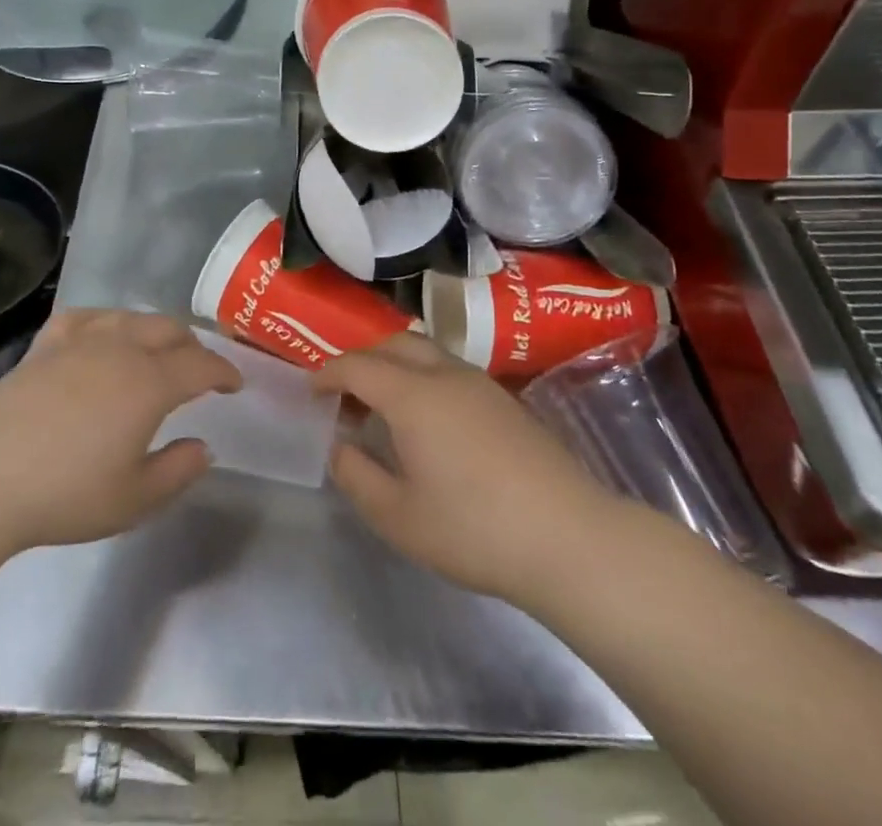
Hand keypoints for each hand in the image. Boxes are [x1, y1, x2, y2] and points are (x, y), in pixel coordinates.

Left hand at [0, 309, 241, 557]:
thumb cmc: (65, 494)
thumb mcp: (135, 499)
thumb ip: (179, 470)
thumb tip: (203, 446)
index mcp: (150, 382)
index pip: (201, 364)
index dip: (224, 371)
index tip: (235, 384)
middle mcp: (121, 348)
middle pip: (169, 331)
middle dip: (192, 346)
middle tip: (200, 369)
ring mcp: (80, 341)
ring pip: (131, 318)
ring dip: (155, 330)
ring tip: (157, 349)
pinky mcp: (45, 344)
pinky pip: (87, 317)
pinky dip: (107, 321)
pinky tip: (103, 333)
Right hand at [314, 334, 619, 612]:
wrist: (568, 538)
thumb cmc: (473, 528)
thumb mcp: (398, 517)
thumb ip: (357, 476)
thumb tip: (340, 447)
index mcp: (412, 395)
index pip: (358, 365)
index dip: (329, 374)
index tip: (312, 391)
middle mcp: (445, 374)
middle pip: (394, 343)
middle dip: (363, 360)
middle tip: (347, 396)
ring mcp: (481, 383)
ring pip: (427, 352)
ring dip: (396, 366)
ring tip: (386, 408)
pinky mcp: (506, 400)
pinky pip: (451, 370)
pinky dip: (425, 378)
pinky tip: (430, 423)